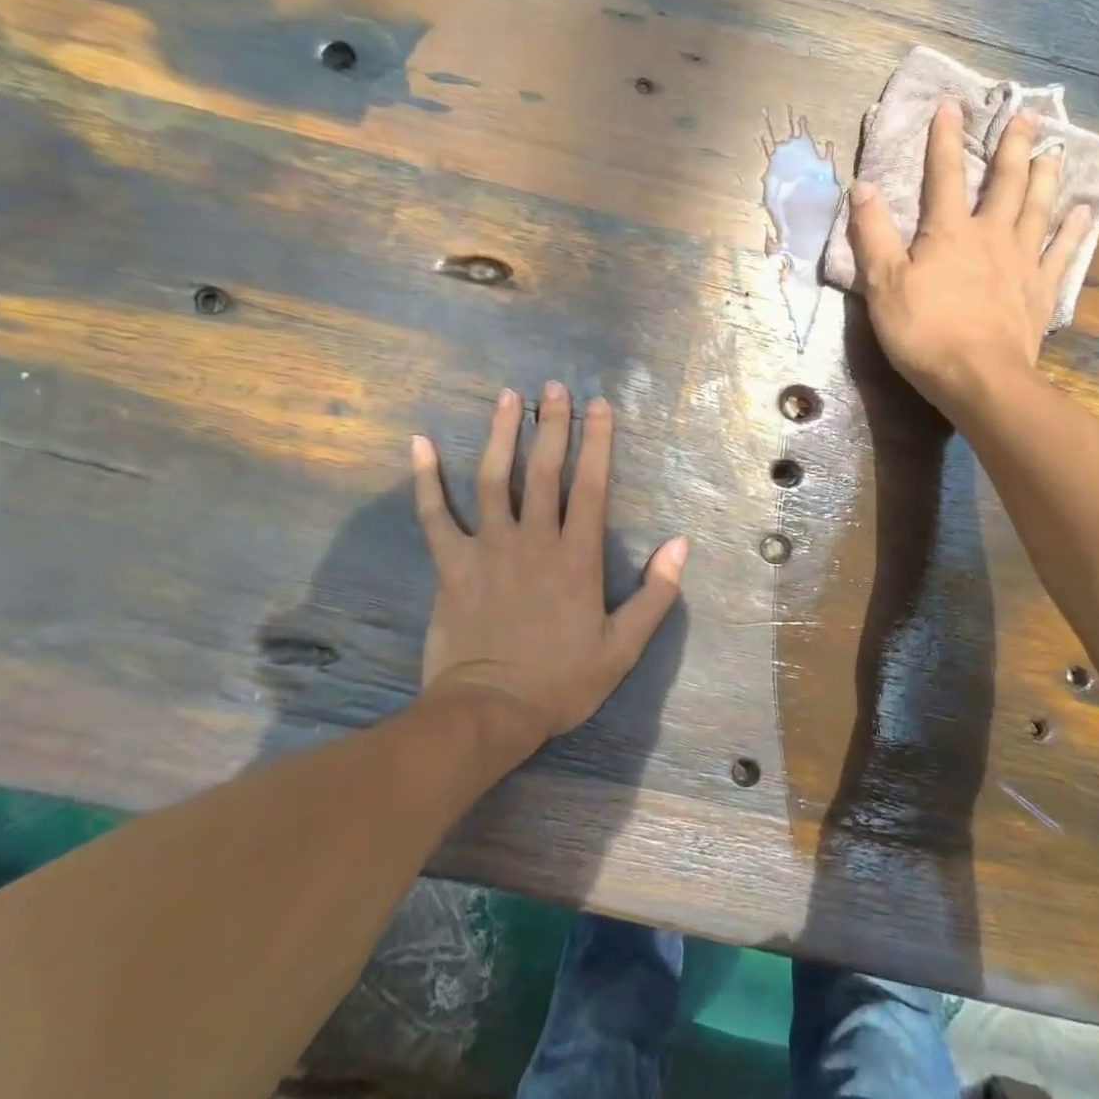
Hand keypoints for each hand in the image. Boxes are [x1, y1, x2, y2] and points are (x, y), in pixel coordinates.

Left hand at [410, 383, 688, 749]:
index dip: (597, 442)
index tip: (600, 405)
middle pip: (543, 471)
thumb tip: (680, 545)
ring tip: (506, 397)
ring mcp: (488, 548)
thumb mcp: (623, 647)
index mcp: (577, 557)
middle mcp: (533, 540)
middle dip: (551, 424)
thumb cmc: (560, 681)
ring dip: (500, 435)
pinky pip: (434, 515)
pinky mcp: (451, 563)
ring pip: (493, 479)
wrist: (490, 712)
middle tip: (554, 386)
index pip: (591, 486)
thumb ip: (655, 595)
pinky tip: (418, 444)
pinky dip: (425, 479)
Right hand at [848, 101, 1091, 416]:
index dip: (944, 139)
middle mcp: (991, 236)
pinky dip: (1073, 231)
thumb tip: (861, 187)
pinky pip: (1062, 253)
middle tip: (1026, 116)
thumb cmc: (924, 332)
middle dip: (1013, 147)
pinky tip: (1084, 213)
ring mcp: (1021, 262)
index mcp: (949, 233)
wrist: (978, 378)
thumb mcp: (883, 284)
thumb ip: (872, 235)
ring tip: (1054, 152)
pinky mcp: (1040, 291)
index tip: (950, 105)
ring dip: (1046, 178)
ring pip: (1037, 209)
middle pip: (1005, 183)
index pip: (944, 176)